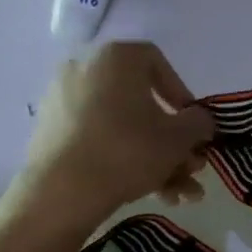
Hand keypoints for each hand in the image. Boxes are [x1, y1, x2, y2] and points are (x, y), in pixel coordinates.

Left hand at [18, 41, 214, 232]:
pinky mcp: (51, 132)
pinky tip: (151, 193)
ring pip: (125, 127)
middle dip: (174, 140)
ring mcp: (64, 101)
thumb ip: (200, 122)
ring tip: (177, 193)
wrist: (61, 191)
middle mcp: (86, 69)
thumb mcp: (181, 137)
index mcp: (116, 58)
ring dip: (157, 159)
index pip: (158, 63)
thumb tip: (199, 121)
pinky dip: (126, 160)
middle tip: (191, 166)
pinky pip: (100, 138)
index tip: (193, 125)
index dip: (183, 94)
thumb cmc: (129, 150)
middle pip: (143, 103)